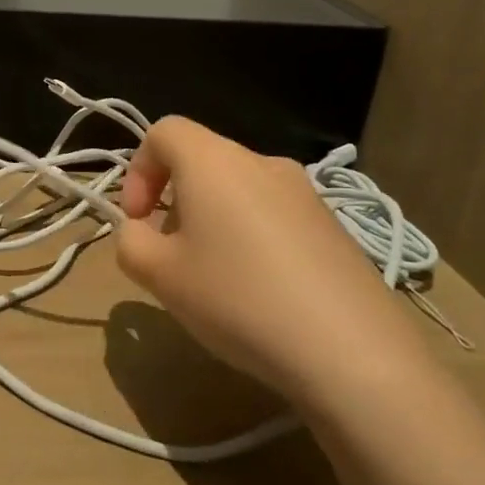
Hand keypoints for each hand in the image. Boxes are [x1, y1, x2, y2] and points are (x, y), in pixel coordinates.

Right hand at [115, 117, 435, 414]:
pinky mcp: (334, 227)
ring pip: (238, 190)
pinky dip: (252, 238)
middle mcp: (261, 162)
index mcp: (214, 161)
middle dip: (174, 201)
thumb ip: (130, 242)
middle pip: (202, 161)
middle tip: (170, 255)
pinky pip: (274, 216)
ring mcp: (305, 194)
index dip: (138, 170)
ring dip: (212, 220)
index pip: (163, 132)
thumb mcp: (159, 275)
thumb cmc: (238, 299)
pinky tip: (261, 292)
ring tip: (215, 278)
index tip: (139, 220)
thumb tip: (140, 231)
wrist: (353, 352)